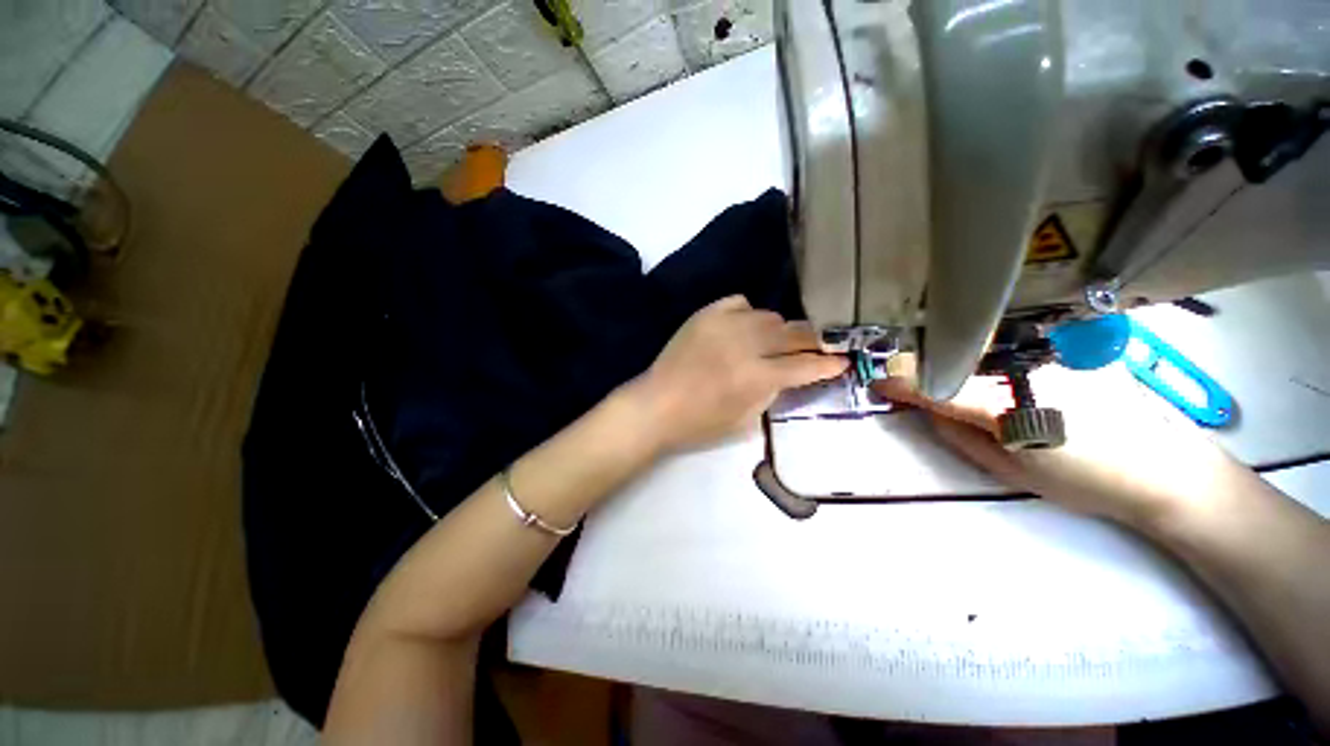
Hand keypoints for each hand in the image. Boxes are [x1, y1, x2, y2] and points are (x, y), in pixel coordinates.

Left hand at [627, 296, 847, 452]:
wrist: (657, 405)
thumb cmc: (700, 424)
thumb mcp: (746, 420)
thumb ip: (773, 391)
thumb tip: (790, 372)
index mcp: (756, 377)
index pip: (805, 365)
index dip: (829, 363)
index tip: (844, 360)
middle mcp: (745, 345)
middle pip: (794, 332)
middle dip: (816, 339)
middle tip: (823, 344)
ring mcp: (724, 325)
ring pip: (769, 316)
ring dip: (779, 330)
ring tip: (776, 340)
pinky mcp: (706, 315)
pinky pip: (739, 303)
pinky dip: (748, 314)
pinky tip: (744, 327)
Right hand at [872, 376, 1268, 528]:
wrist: (1166, 470)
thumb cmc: (1087, 482)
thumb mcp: (1010, 470)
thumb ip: (958, 435)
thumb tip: (928, 408)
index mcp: (1008, 404)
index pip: (935, 385)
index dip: (900, 383)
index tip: (877, 384)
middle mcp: (1024, 366)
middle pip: (952, 356)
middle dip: (920, 366)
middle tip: (903, 378)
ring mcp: (1048, 352)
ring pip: (978, 345)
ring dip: (949, 355)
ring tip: (939, 369)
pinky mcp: (1068, 347)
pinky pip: (1009, 343)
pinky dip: (982, 350)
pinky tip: (985, 362)